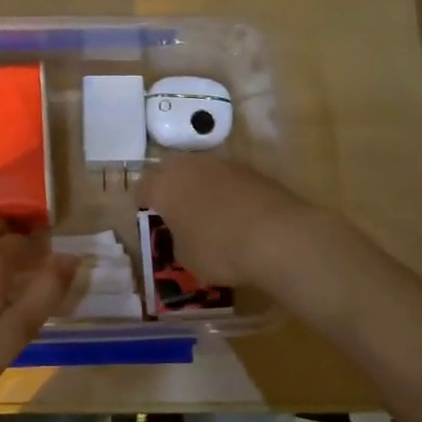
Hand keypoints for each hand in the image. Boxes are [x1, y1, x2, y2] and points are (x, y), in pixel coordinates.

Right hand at [137, 156, 318, 287]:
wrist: (278, 237)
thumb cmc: (219, 249)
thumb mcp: (185, 257)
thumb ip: (178, 239)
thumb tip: (185, 232)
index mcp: (165, 184)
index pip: (142, 187)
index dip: (142, 202)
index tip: (147, 216)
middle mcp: (191, 165)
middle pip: (172, 171)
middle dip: (171, 189)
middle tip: (174, 211)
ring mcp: (224, 164)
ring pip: (202, 172)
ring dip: (200, 188)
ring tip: (206, 213)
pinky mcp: (253, 171)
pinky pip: (228, 181)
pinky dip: (227, 194)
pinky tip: (234, 215)